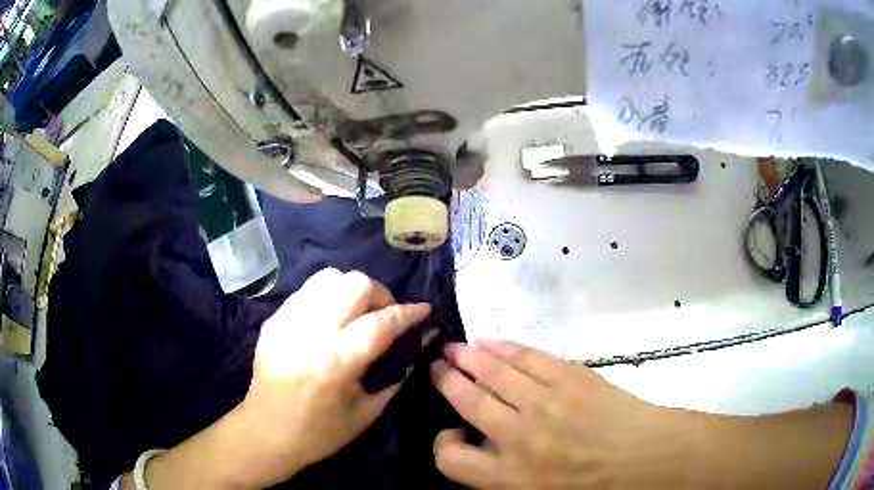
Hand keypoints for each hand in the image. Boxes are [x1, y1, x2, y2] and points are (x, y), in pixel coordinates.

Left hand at [239, 268, 430, 486]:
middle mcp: (311, 333)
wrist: (266, 432)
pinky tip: (329, 319)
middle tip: (384, 314)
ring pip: (328, 277)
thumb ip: (394, 378)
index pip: (381, 322)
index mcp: (337, 362)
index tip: (423, 309)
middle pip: (354, 284)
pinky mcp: (273, 320)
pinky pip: (307, 291)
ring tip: (356, 312)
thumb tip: (411, 351)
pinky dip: (327, 297)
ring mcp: (287, 322)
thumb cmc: (320, 432)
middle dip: (380, 293)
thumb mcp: (367, 413)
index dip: (408, 312)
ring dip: (351, 290)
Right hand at [430, 341, 689, 488]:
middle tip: (436, 365)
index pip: (451, 460)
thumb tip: (483, 451)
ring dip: (468, 357)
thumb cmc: (595, 487)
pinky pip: (527, 357)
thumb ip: (504, 478)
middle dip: (446, 379)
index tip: (451, 434)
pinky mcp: (569, 376)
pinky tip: (491, 342)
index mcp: (510, 477)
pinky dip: (504, 348)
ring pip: (493, 373)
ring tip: (454, 348)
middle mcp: (519, 437)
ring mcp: (545, 403)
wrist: (647, 457)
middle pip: (467, 400)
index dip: (442, 446)